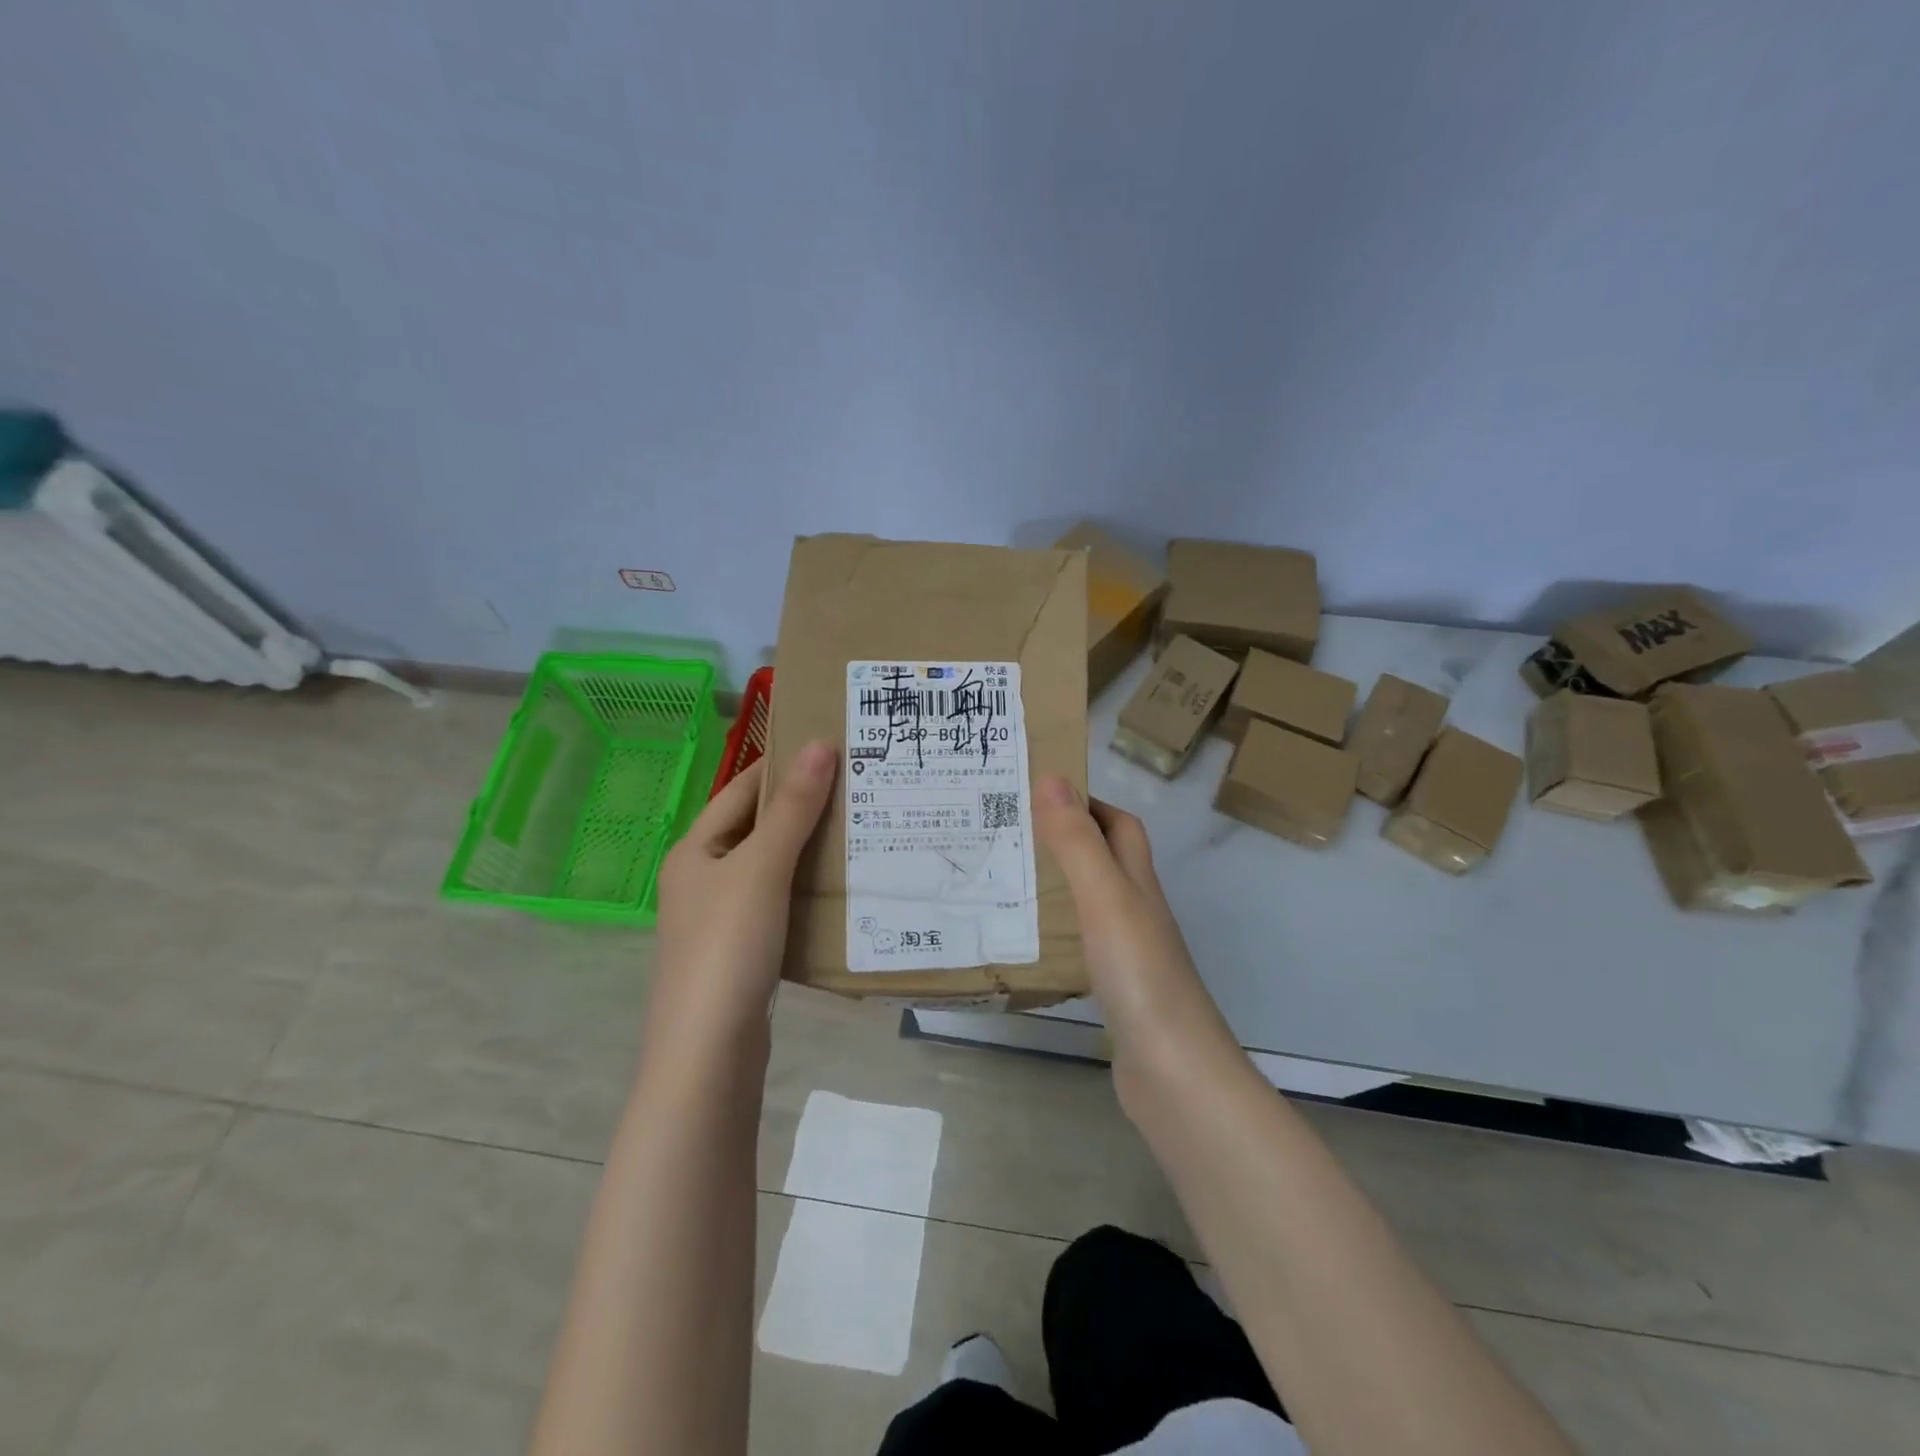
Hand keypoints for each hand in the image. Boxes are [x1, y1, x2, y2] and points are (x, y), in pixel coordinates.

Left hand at [649, 740, 836, 1044]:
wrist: (709, 1052)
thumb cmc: (728, 945)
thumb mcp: (762, 868)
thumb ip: (792, 809)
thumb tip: (819, 745)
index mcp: (694, 851)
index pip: (739, 791)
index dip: (779, 765)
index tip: (827, 746)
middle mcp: (702, 880)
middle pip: (755, 829)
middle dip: (800, 808)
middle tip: (856, 787)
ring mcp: (720, 920)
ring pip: (769, 869)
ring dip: (806, 850)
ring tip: (858, 829)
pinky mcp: (742, 953)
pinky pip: (778, 905)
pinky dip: (805, 890)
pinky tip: (840, 888)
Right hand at [1032, 776, 1237, 1104]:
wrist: (1173, 1073)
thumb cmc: (1140, 975)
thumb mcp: (1104, 898)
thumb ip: (1077, 842)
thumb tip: (1053, 777)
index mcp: (1138, 883)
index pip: (1120, 826)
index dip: (1088, 804)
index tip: (1039, 794)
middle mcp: (1137, 912)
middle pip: (1107, 861)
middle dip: (1066, 840)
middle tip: (1009, 834)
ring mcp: (1129, 954)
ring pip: (1092, 903)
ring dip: (1058, 885)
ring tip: (1006, 880)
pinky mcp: (1115, 991)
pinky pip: (1082, 945)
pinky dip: (1057, 932)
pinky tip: (1028, 942)